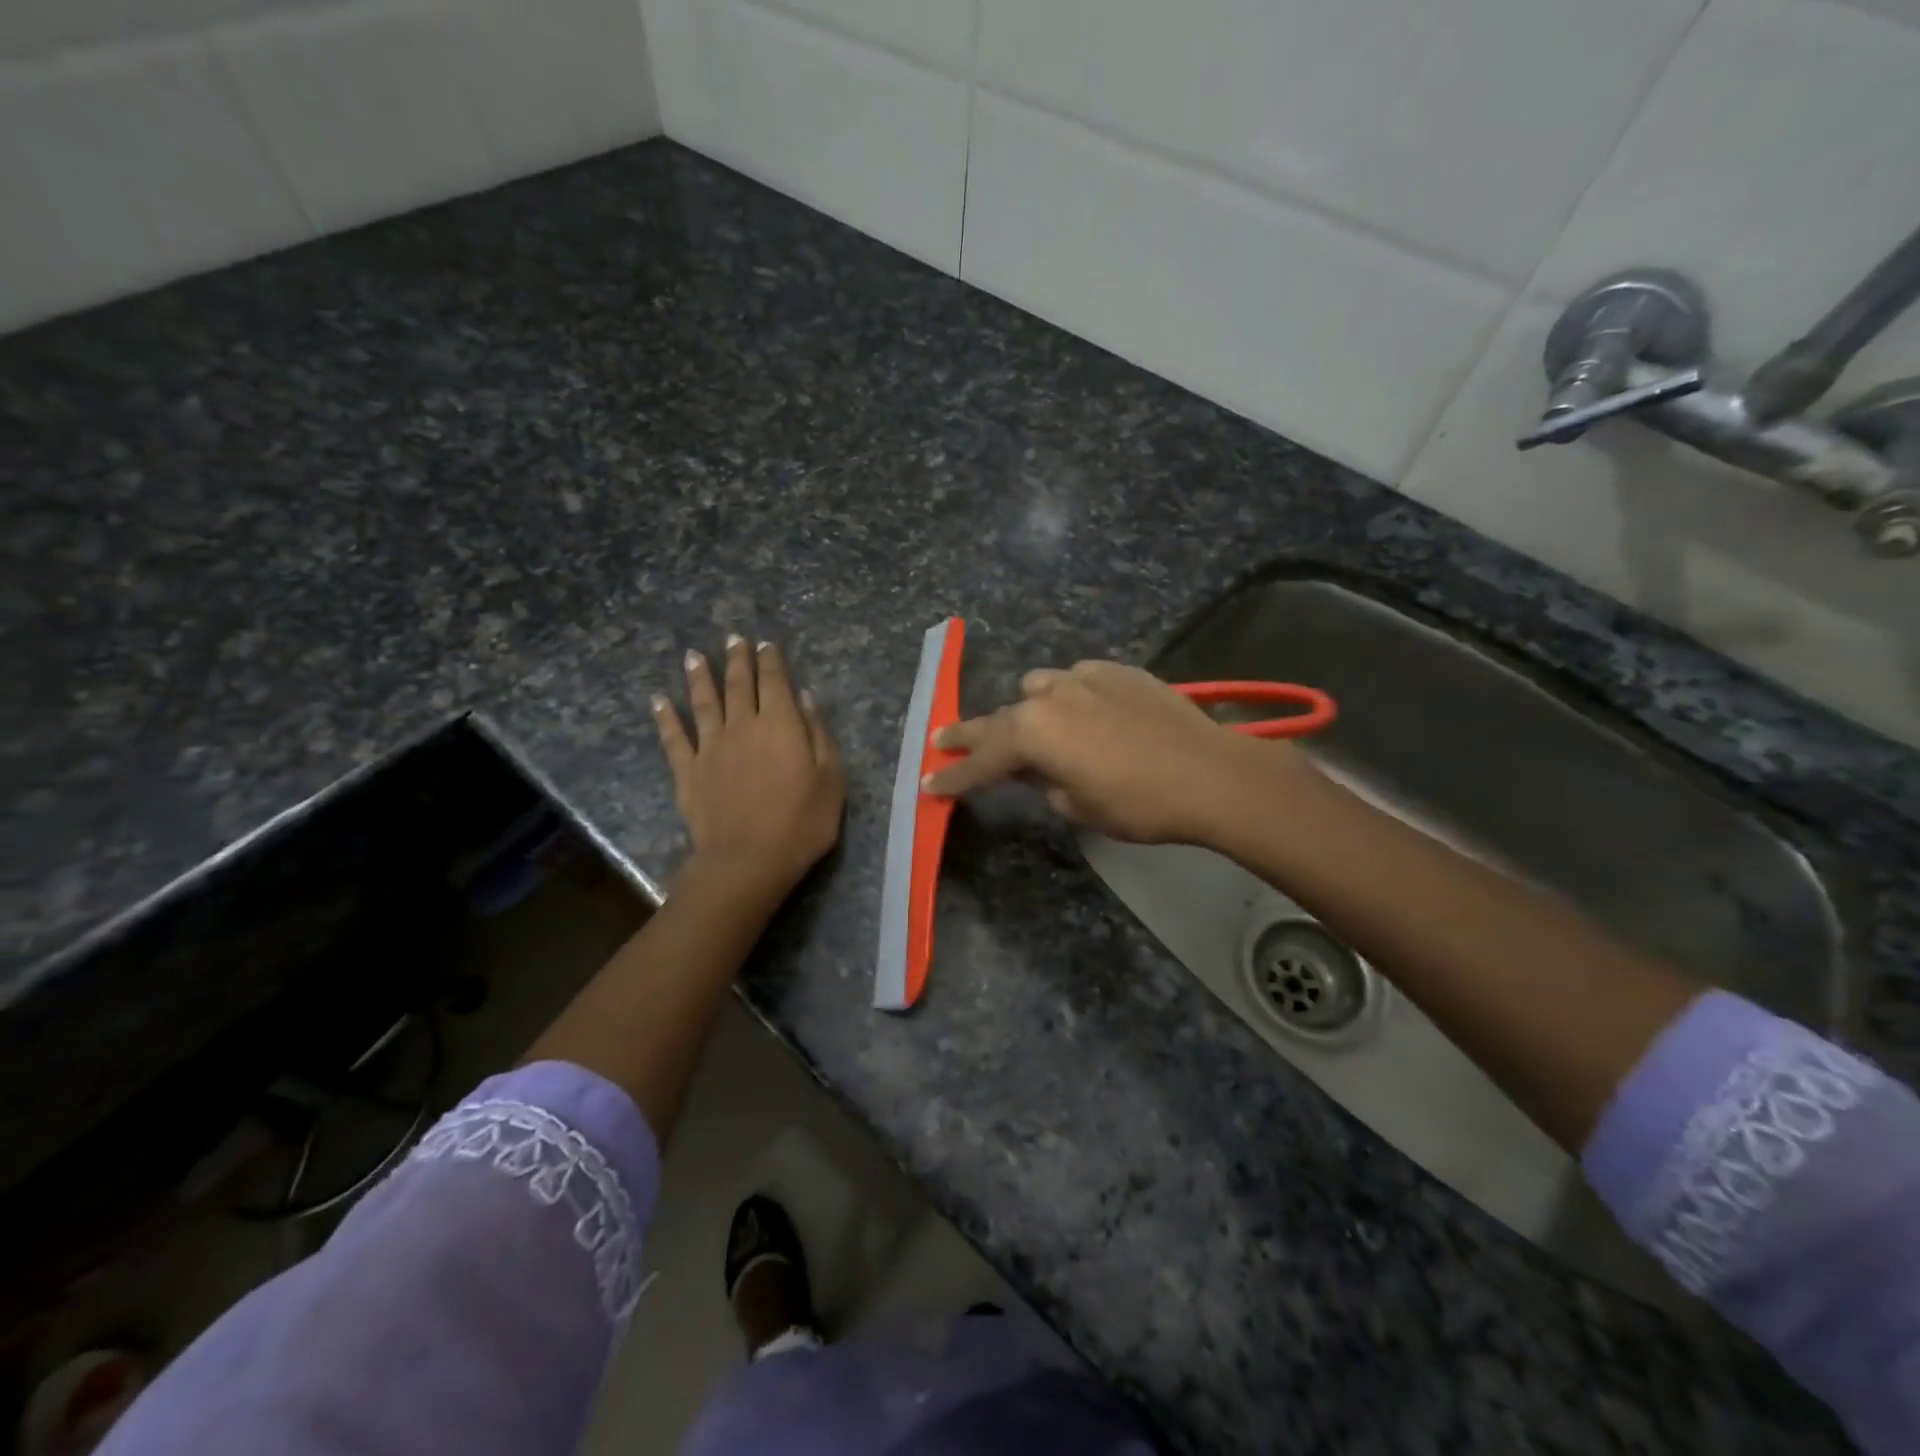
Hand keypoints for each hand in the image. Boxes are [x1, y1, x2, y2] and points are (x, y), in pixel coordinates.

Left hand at [654, 636, 844, 895]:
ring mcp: (710, 747)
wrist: (748, 860)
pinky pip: (673, 738)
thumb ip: (818, 734)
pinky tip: (658, 701)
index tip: (766, 644)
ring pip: (703, 702)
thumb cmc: (801, 822)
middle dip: (737, 659)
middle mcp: (742, 725)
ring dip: (699, 677)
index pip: (775, 681)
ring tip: (693, 656)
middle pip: (738, 684)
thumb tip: (805, 697)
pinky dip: (665, 717)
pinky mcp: (688, 771)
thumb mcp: (831, 778)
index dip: (771, 660)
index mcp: (780, 724)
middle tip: (733, 638)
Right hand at [923, 660, 1306, 844]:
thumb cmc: (1139, 804)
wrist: (1211, 774)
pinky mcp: (1118, 671)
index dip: (955, 775)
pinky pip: (1079, 679)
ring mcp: (1085, 677)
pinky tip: (1086, 711)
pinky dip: (1071, 695)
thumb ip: (1045, 784)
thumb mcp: (1079, 807)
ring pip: (1038, 687)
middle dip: (971, 734)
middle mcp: (1050, 696)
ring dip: (1028, 709)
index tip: (930, 782)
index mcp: (1032, 734)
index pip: (981, 759)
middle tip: (943, 740)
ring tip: (1033, 727)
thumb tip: (1037, 772)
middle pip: (999, 718)